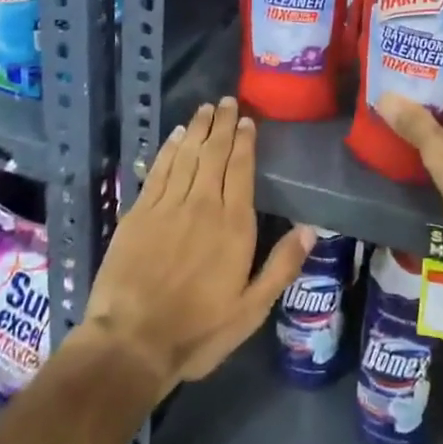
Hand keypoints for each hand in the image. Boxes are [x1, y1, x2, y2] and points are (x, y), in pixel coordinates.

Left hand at [83, 97, 313, 392]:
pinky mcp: (139, 213)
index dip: (244, 142)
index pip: (241, 169)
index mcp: (233, 225)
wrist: (131, 343)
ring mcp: (167, 205)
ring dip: (197, 129)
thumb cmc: (197, 330)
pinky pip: (158, 170)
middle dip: (222, 124)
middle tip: (226, 100)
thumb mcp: (250, 309)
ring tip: (205, 108)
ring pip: (186, 155)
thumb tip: (311, 229)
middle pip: (214, 153)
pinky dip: (168, 149)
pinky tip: (174, 136)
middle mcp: (202, 204)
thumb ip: (281, 266)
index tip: (247, 120)